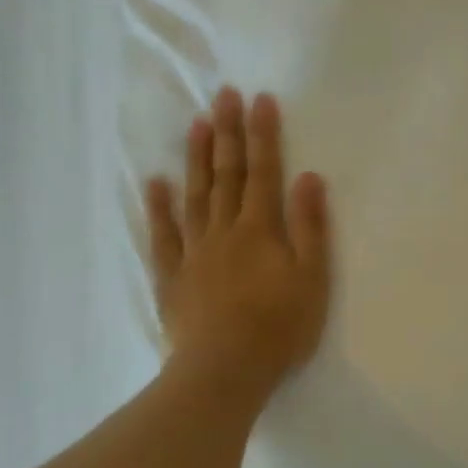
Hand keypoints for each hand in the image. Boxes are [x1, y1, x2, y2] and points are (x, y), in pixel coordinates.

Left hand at [145, 88, 331, 403]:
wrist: (225, 372)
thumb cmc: (279, 328)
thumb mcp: (312, 278)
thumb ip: (310, 226)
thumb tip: (308, 176)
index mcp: (260, 229)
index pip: (263, 171)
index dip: (263, 134)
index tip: (260, 99)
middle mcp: (224, 230)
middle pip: (226, 173)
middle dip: (227, 132)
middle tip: (224, 95)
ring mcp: (194, 252)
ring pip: (195, 195)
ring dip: (196, 157)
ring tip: (196, 123)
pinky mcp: (172, 276)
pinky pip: (162, 235)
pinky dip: (158, 207)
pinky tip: (155, 182)